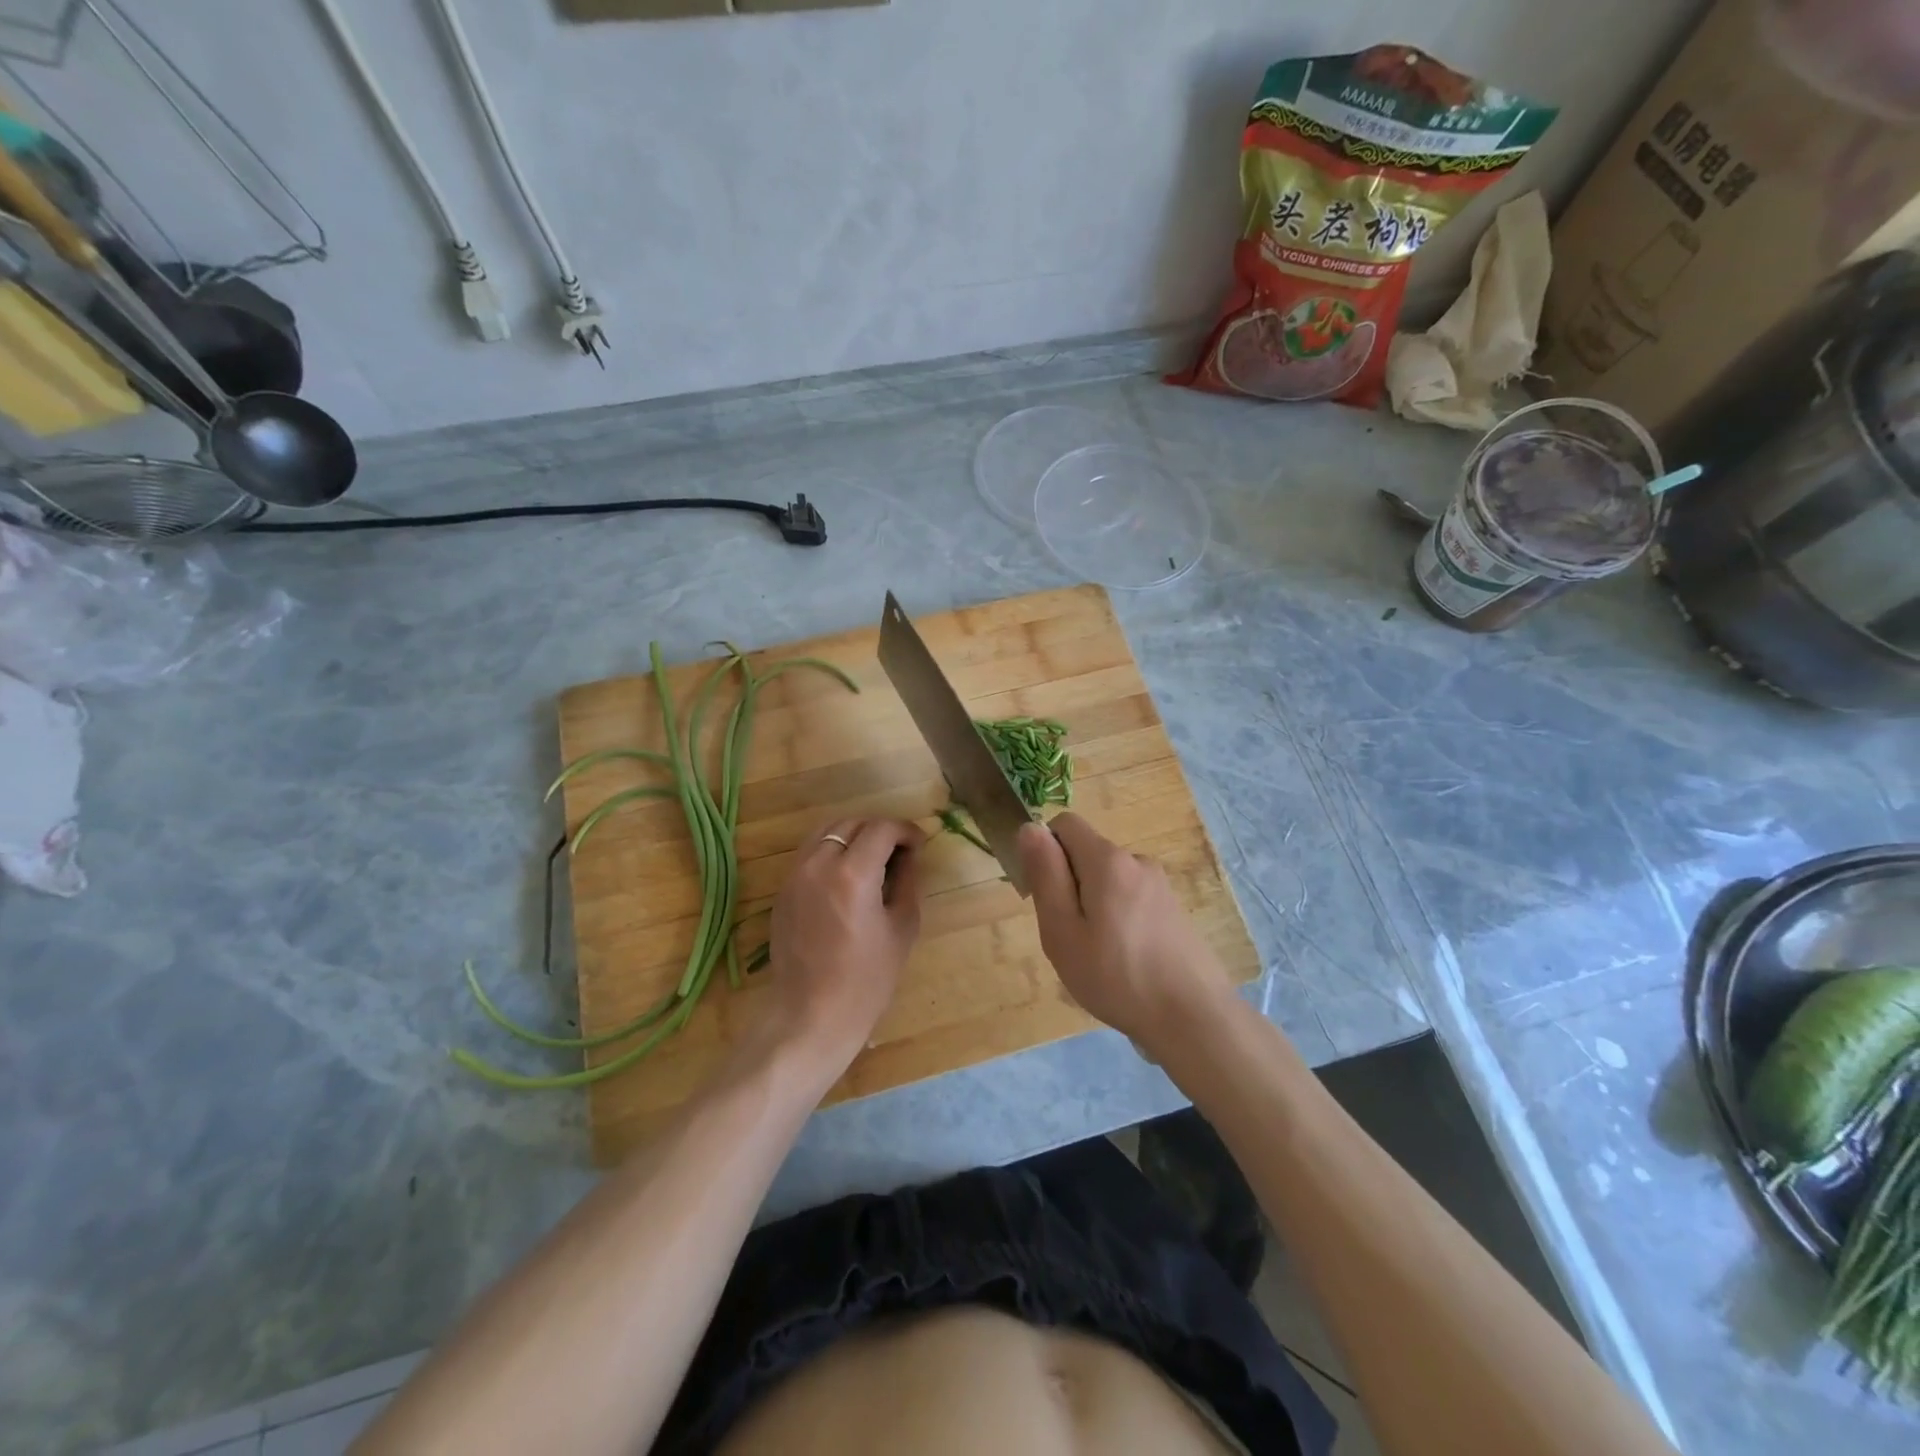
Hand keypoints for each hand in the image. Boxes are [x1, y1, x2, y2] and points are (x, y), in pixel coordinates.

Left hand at [756, 817, 924, 1082]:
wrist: (812, 1015)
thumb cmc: (867, 979)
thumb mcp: (902, 927)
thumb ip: (907, 881)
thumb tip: (910, 855)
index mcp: (853, 874)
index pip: (881, 828)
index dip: (905, 830)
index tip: (919, 844)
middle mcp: (818, 864)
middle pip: (851, 823)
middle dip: (879, 829)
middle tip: (899, 851)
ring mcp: (795, 876)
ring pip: (826, 832)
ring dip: (853, 835)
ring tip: (872, 858)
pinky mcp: (783, 891)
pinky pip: (810, 854)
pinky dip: (832, 851)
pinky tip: (847, 876)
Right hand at [1019, 814, 1233, 1052]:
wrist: (1194, 1019)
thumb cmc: (1117, 977)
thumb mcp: (1062, 931)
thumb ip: (1045, 875)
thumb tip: (1029, 828)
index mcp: (1108, 860)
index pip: (1065, 824)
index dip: (1045, 852)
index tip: (1045, 897)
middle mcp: (1137, 861)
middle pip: (1087, 854)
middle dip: (1069, 885)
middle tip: (1070, 938)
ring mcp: (1161, 886)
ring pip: (1109, 881)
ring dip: (1094, 906)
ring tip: (1098, 957)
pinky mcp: (1174, 910)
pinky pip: (1131, 899)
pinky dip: (1118, 920)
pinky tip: (1125, 963)